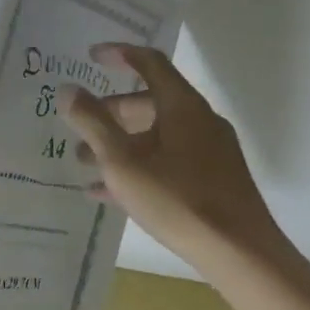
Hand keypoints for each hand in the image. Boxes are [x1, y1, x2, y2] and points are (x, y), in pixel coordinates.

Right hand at [60, 44, 288, 273]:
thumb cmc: (178, 200)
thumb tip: (68, 90)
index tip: (91, 56)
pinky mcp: (214, 179)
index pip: (149, 62)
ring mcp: (210, 151)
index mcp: (182, 105)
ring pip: (156, 135)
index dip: (118, 54)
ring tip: (85, 163)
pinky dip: (139, 165)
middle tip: (79, 126)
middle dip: (110, 112)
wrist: (241, 255)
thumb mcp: (123, 162)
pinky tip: (109, 193)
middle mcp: (199, 120)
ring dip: (120, 143)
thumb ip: (92, 123)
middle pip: (149, 102)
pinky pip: (168, 160)